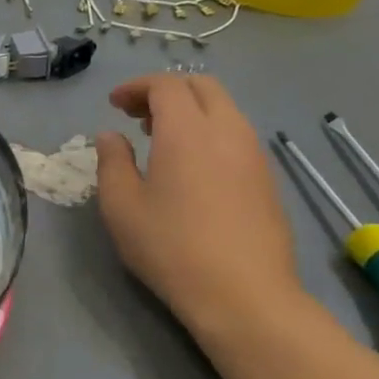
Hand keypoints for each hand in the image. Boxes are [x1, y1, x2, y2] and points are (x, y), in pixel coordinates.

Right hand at [95, 73, 306, 330]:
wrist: (244, 294)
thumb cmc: (171, 247)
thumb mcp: (121, 206)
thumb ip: (112, 162)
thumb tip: (111, 136)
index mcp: (187, 131)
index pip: (165, 85)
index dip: (136, 87)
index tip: (114, 105)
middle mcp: (227, 130)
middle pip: (201, 86)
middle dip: (166, 90)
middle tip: (137, 114)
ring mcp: (253, 154)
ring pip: (224, 109)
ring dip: (191, 110)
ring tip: (161, 139)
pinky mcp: (267, 178)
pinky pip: (236, 135)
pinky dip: (210, 131)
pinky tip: (192, 166)